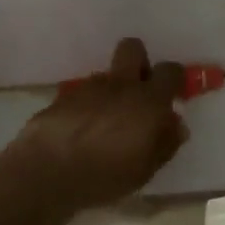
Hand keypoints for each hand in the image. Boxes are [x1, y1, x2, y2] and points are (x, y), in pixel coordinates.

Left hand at [7, 38, 189, 212]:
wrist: (48, 172)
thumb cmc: (105, 175)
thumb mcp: (145, 170)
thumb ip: (165, 143)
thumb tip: (176, 125)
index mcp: (148, 101)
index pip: (170, 71)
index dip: (174, 79)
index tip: (171, 94)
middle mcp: (120, 85)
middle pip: (133, 48)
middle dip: (139, 61)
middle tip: (139, 90)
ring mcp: (88, 87)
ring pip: (106, 74)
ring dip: (111, 90)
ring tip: (105, 121)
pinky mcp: (63, 96)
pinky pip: (83, 92)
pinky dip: (87, 105)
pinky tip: (81, 129)